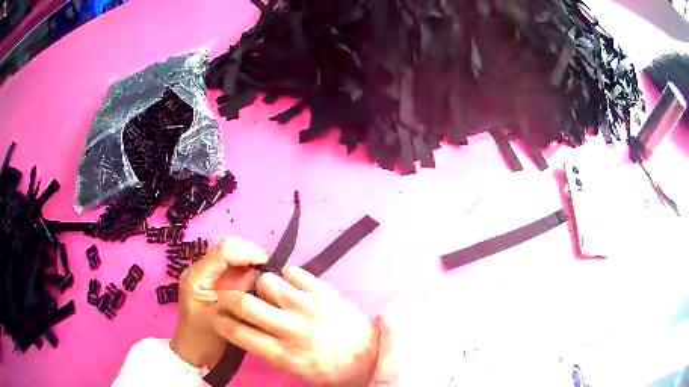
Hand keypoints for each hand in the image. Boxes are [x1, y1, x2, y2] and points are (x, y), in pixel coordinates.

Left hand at [170, 237, 268, 367]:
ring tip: (267, 268)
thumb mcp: (220, 318)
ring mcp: (209, 275)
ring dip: (249, 257)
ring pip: (231, 253)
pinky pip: (234, 266)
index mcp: (197, 276)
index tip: (267, 262)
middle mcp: (201, 270)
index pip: (222, 252)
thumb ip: (238, 297)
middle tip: (269, 264)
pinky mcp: (217, 281)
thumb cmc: (203, 337)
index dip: (246, 252)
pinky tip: (259, 275)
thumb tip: (259, 276)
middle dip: (249, 251)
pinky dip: (248, 266)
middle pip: (226, 247)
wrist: (193, 350)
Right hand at [213, 267, 379, 385]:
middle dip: (228, 298)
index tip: (216, 315)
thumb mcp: (297, 370)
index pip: (240, 334)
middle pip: (246, 305)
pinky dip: (288, 276)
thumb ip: (270, 352)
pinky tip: (292, 284)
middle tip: (226, 296)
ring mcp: (310, 308)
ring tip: (269, 292)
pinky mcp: (325, 292)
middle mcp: (293, 330)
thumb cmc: (332, 369)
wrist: (371, 355)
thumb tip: (248, 329)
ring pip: (268, 282)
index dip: (221, 322)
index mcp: (285, 355)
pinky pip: (295, 272)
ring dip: (262, 286)